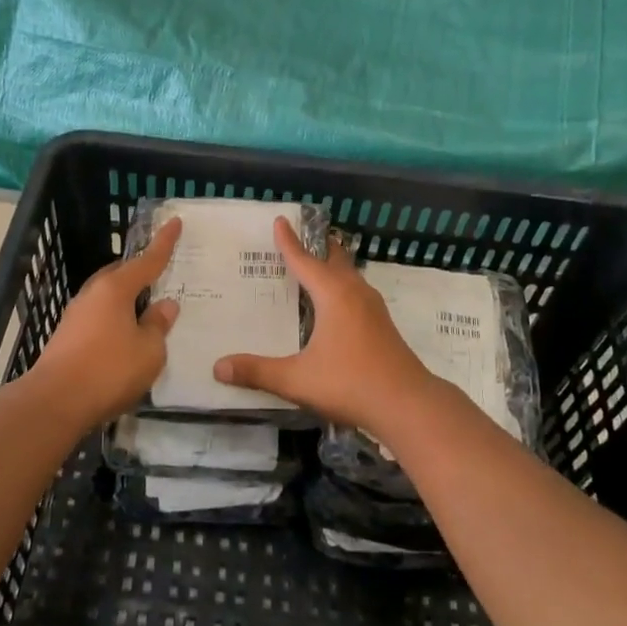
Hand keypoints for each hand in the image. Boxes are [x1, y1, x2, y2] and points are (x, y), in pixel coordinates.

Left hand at [29, 217, 181, 427]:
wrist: (54, 403)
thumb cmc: (109, 370)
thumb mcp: (148, 351)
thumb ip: (158, 325)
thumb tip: (164, 306)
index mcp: (115, 288)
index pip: (147, 260)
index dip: (164, 243)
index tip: (175, 222)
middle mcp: (93, 294)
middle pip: (121, 275)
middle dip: (140, 273)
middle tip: (160, 276)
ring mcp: (75, 315)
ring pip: (107, 298)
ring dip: (126, 300)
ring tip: (145, 311)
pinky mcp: (66, 338)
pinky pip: (98, 318)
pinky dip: (114, 320)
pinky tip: (124, 338)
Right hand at [213, 218, 437, 430]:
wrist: (408, 404)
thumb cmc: (350, 383)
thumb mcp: (297, 379)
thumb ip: (258, 372)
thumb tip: (218, 367)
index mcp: (333, 295)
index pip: (304, 260)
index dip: (289, 242)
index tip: (281, 220)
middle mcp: (354, 293)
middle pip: (334, 258)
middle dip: (317, 246)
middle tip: (299, 237)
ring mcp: (373, 308)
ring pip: (349, 275)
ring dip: (332, 266)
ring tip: (315, 267)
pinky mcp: (382, 325)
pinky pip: (357, 292)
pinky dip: (342, 286)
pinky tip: (335, 306)